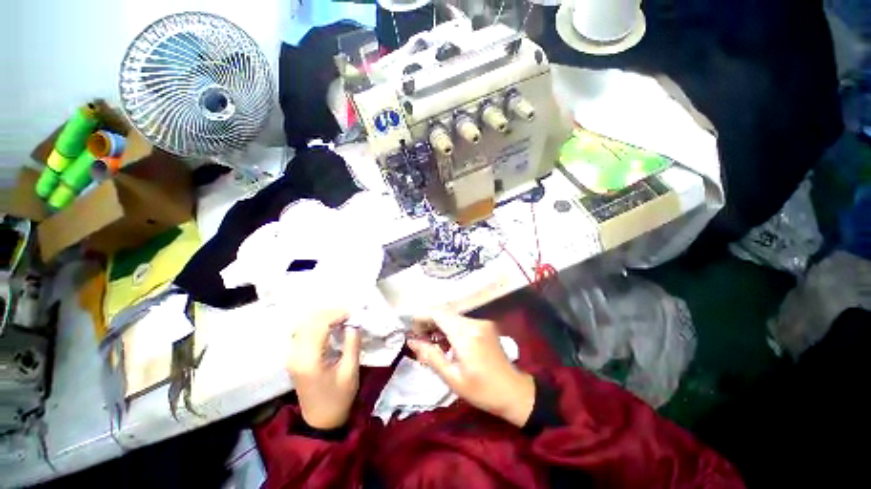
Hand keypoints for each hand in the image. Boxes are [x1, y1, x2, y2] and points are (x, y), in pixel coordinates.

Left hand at [286, 309, 360, 429]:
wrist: (320, 420)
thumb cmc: (338, 397)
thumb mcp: (350, 371)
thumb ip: (352, 344)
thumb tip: (353, 323)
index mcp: (309, 360)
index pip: (319, 325)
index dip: (336, 314)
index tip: (352, 314)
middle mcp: (295, 355)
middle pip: (308, 322)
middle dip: (329, 313)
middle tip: (348, 314)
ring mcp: (291, 356)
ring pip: (302, 324)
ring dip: (321, 317)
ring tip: (340, 318)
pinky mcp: (293, 357)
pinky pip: (301, 332)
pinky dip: (315, 324)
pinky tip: (328, 326)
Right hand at [406, 312, 534, 426]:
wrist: (514, 392)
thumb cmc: (482, 390)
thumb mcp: (452, 378)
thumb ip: (431, 356)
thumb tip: (412, 341)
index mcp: (465, 334)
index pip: (438, 313)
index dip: (422, 317)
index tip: (413, 331)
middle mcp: (474, 322)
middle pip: (445, 312)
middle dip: (429, 322)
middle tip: (420, 340)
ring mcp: (481, 322)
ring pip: (452, 316)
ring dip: (439, 325)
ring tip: (432, 343)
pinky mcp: (485, 325)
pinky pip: (462, 321)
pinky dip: (450, 328)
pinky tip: (447, 343)